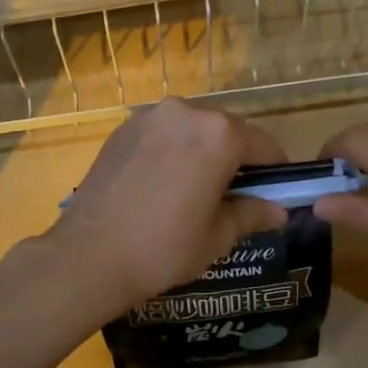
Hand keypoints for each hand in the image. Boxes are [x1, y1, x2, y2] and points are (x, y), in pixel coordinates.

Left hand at [41, 99, 289, 320]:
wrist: (89, 255)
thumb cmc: (164, 248)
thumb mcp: (218, 236)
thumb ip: (252, 214)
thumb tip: (279, 211)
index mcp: (219, 134)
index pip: (263, 146)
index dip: (274, 172)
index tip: (273, 194)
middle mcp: (187, 112)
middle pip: (227, 131)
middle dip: (236, 159)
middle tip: (232, 196)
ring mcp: (150, 116)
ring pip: (193, 130)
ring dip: (202, 152)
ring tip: (194, 191)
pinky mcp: (123, 128)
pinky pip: (163, 134)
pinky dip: (172, 151)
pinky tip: (162, 184)